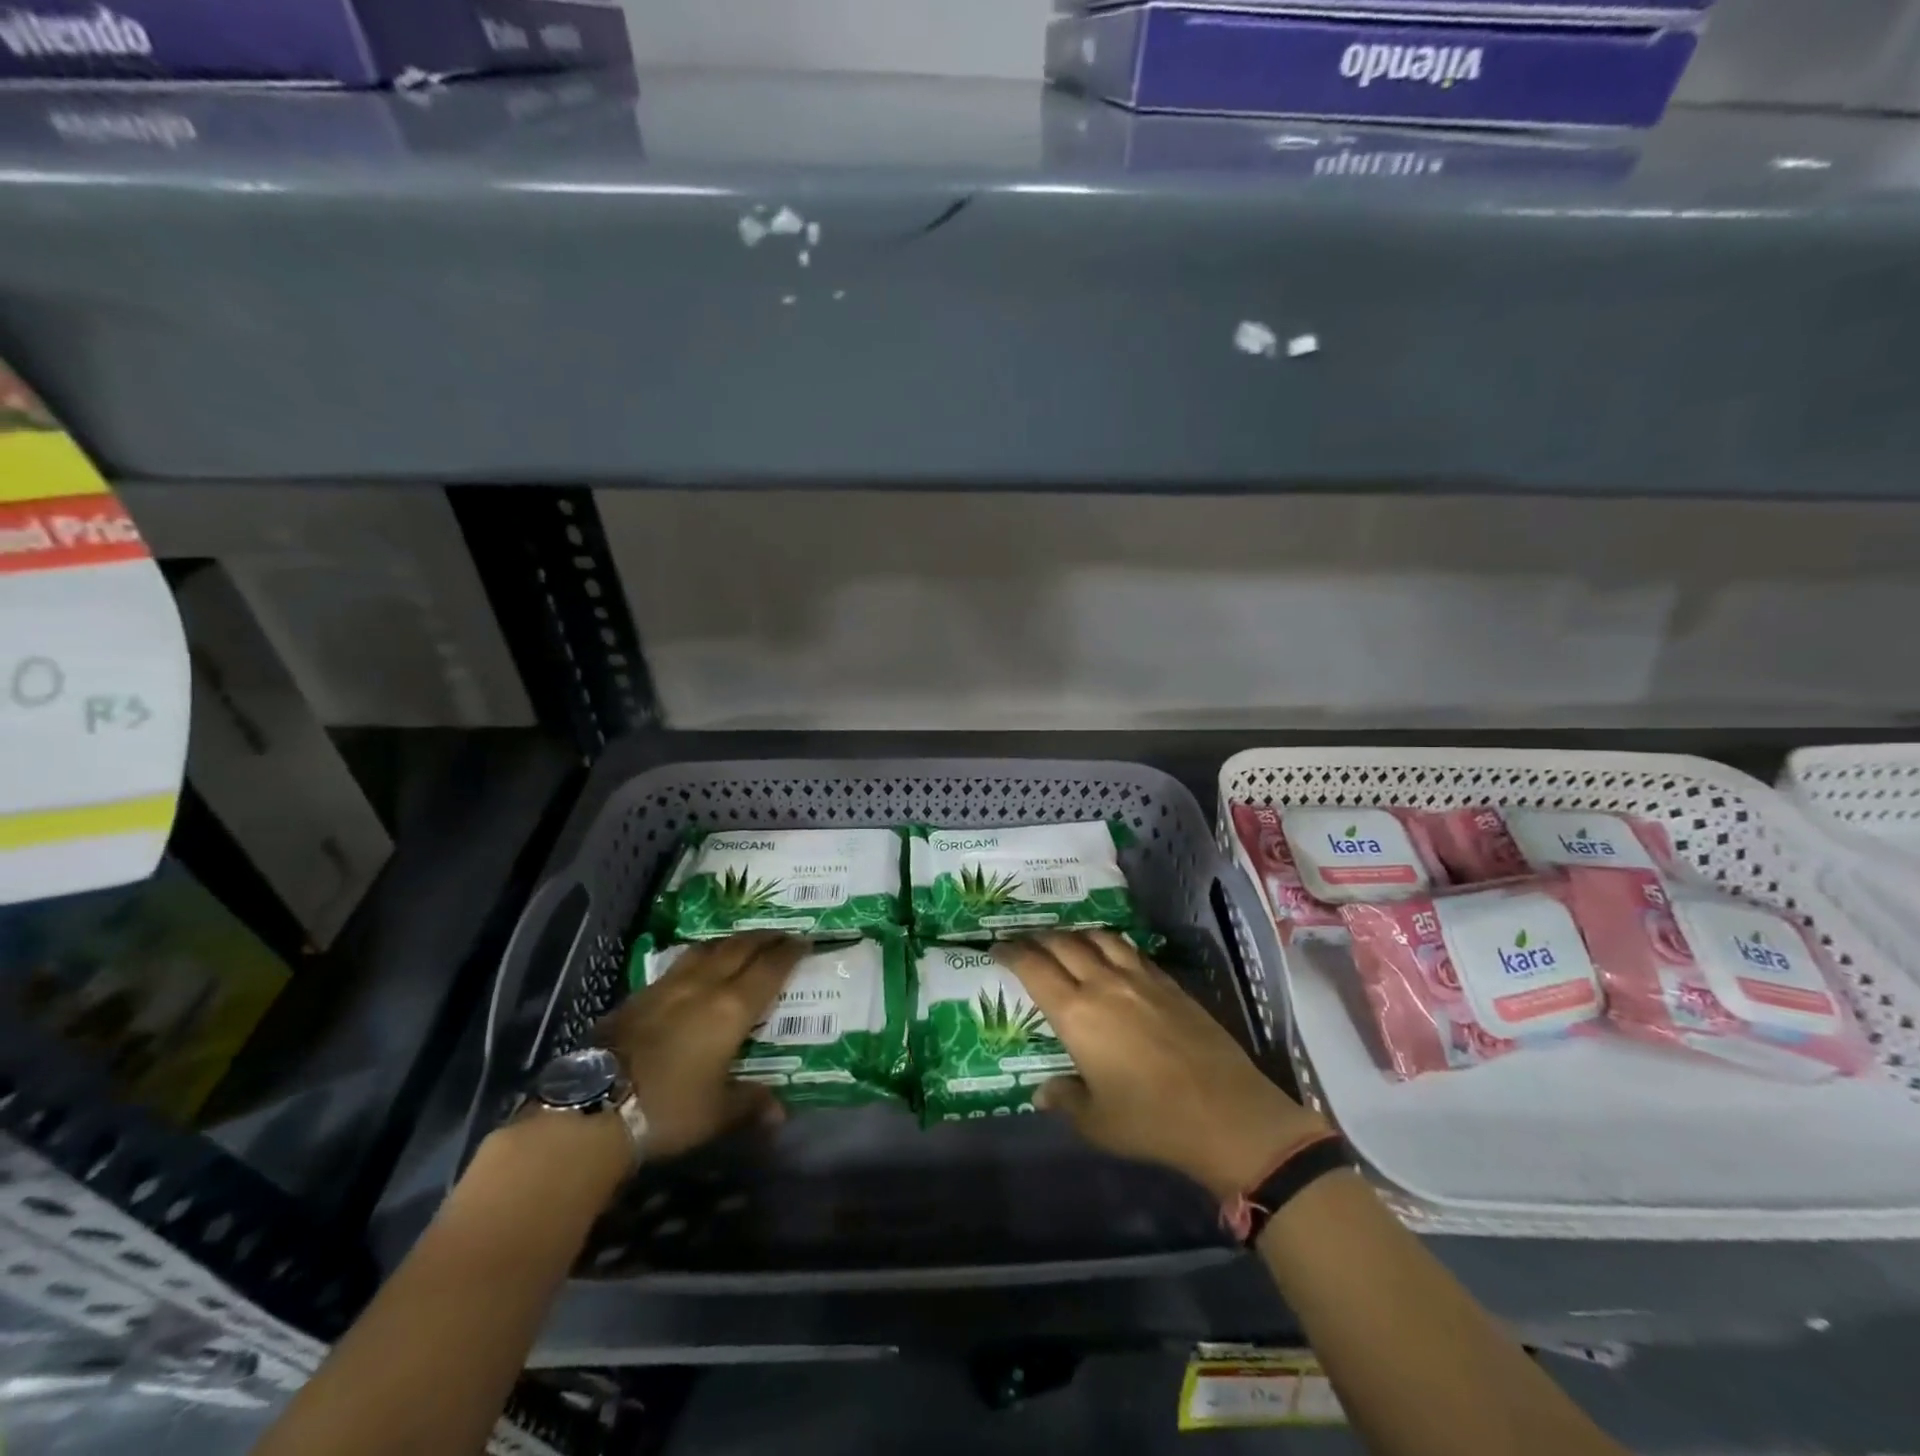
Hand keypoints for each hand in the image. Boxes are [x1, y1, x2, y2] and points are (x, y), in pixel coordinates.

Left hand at [593, 931, 803, 1159]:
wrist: (596, 1105)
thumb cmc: (669, 1108)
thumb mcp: (718, 1113)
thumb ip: (751, 1103)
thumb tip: (781, 1112)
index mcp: (732, 1008)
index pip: (770, 968)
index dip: (789, 953)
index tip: (805, 943)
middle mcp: (704, 985)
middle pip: (740, 948)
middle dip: (764, 938)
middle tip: (781, 936)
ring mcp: (669, 986)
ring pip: (707, 949)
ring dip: (731, 942)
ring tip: (741, 944)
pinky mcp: (639, 994)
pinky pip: (680, 963)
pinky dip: (699, 958)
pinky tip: (696, 970)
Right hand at [996, 930, 1327, 1200]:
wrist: (1226, 1114)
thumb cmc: (1152, 1122)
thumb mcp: (1097, 1122)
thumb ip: (1065, 1100)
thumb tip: (1043, 1091)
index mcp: (1076, 1014)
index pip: (1034, 968)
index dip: (1011, 952)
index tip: (997, 948)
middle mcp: (1104, 984)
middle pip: (1063, 944)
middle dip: (1039, 938)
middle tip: (1026, 942)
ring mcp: (1140, 979)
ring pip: (1099, 938)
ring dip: (1076, 934)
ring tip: (1067, 941)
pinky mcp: (1169, 983)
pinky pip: (1131, 950)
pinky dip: (1111, 945)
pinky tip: (1112, 956)